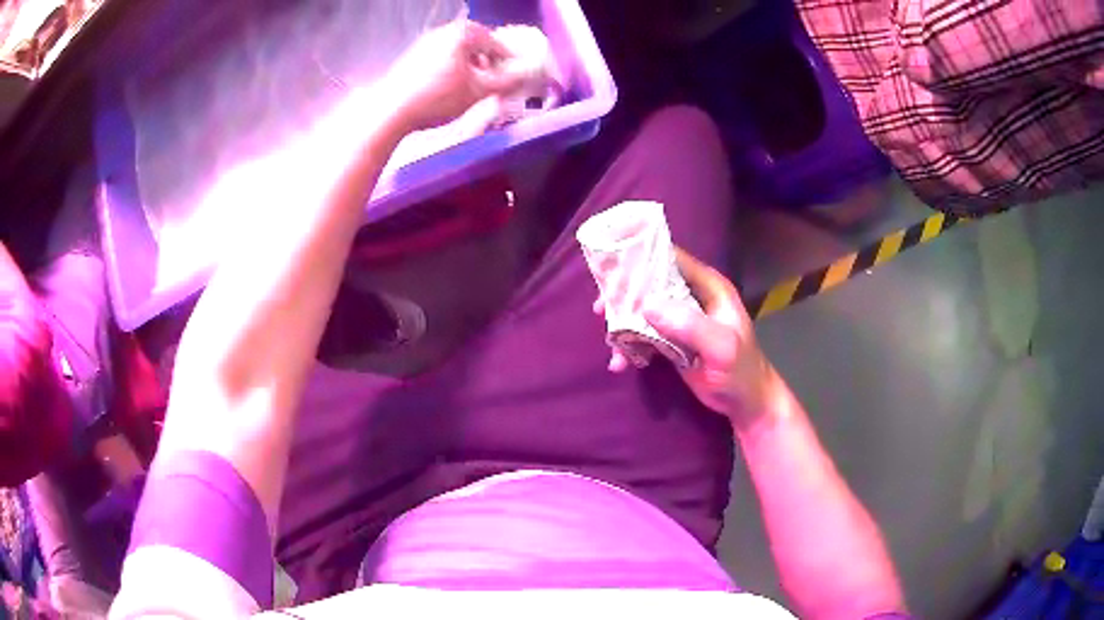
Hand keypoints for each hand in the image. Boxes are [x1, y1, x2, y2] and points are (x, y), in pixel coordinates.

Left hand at [385, 21, 526, 132]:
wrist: (391, 110)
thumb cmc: (438, 97)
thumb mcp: (479, 91)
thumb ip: (508, 81)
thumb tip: (529, 75)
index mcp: (463, 33)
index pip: (497, 44)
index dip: (510, 62)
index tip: (517, 76)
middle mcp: (444, 32)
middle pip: (476, 46)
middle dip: (489, 64)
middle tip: (496, 83)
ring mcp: (425, 43)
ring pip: (458, 53)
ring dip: (471, 68)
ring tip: (474, 90)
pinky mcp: (412, 58)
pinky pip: (442, 60)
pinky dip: (453, 71)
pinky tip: (450, 91)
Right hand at [594, 248, 776, 426]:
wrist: (746, 403)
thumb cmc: (740, 372)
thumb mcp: (720, 347)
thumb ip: (689, 324)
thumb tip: (647, 305)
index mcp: (708, 286)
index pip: (672, 258)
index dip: (642, 260)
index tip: (613, 272)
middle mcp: (692, 296)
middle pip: (651, 283)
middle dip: (624, 296)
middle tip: (601, 311)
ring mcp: (681, 318)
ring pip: (644, 309)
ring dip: (624, 324)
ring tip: (612, 345)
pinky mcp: (673, 339)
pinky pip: (645, 334)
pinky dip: (630, 345)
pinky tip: (620, 363)